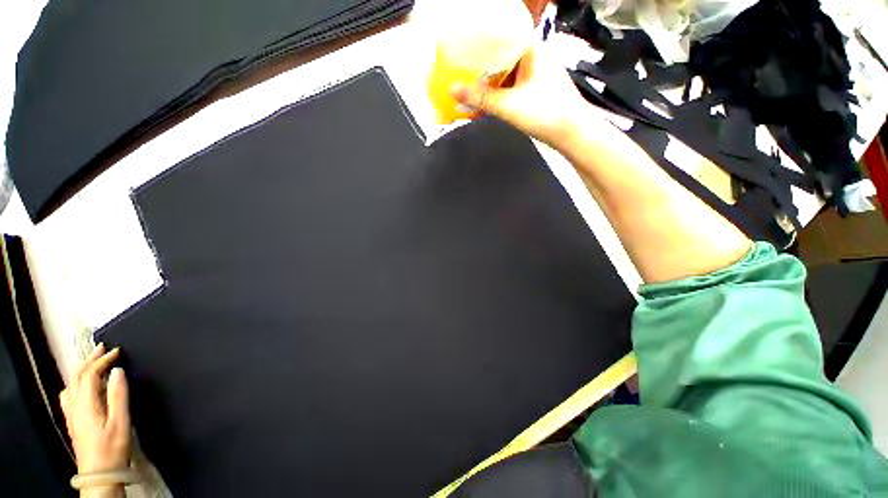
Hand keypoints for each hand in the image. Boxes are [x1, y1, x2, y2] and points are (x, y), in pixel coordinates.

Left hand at [60, 344, 131, 473]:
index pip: (90, 374)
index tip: (118, 351)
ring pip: (70, 385)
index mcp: (85, 404)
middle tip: (103, 349)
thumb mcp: (121, 422)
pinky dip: (76, 383)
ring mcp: (71, 414)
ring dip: (81, 370)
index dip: (103, 360)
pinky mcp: (73, 421)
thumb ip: (118, 396)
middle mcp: (74, 406)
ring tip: (94, 364)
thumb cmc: (113, 447)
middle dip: (89, 360)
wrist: (99, 474)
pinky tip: (83, 388)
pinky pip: (69, 395)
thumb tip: (117, 371)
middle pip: (75, 376)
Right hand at [450, 43, 591, 148]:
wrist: (571, 133)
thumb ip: (480, 98)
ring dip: (488, 84)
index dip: (479, 42)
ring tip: (467, 90)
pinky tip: (484, 103)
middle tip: (460, 73)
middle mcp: (533, 58)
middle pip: (500, 57)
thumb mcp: (508, 105)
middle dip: (480, 68)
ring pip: (505, 74)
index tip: (462, 49)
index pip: (501, 35)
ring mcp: (534, 75)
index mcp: (531, 49)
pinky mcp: (534, 91)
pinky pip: (510, 88)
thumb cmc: (546, 113)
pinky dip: (497, 95)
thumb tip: (453, 90)